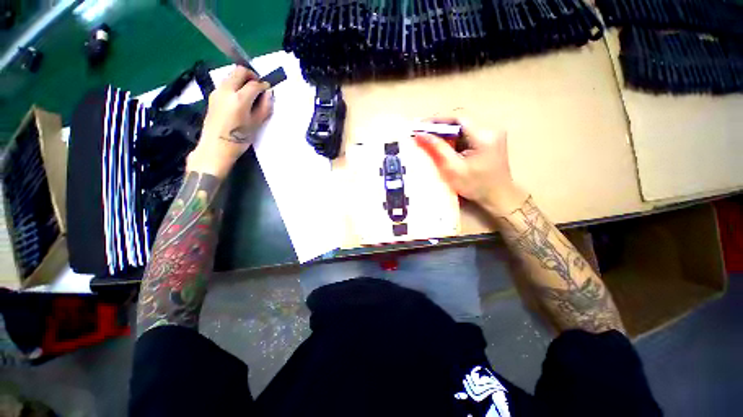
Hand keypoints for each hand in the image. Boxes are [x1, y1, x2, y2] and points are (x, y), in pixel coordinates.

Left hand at [186, 66, 272, 178]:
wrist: (216, 147)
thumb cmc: (239, 138)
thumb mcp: (256, 124)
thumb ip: (264, 107)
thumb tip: (268, 93)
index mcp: (239, 99)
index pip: (254, 84)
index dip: (263, 85)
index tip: (268, 90)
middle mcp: (226, 90)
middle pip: (239, 71)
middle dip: (251, 75)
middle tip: (258, 86)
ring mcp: (217, 91)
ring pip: (231, 75)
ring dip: (242, 79)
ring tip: (249, 93)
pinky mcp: (212, 96)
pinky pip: (225, 83)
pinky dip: (234, 85)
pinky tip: (239, 98)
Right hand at [413, 117, 527, 215]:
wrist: (498, 196)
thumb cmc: (475, 186)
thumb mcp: (454, 168)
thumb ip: (438, 148)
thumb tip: (421, 134)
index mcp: (484, 136)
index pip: (458, 117)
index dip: (437, 119)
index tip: (420, 126)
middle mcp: (491, 128)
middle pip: (461, 119)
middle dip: (440, 125)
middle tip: (423, 133)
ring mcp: (493, 132)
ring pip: (464, 124)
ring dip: (447, 131)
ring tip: (431, 139)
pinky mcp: (490, 138)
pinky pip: (468, 131)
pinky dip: (455, 136)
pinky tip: (446, 145)